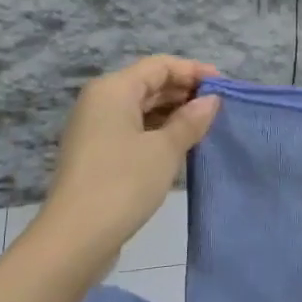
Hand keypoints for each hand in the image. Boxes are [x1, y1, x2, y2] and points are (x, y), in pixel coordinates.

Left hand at [34, 55, 221, 262]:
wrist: (76, 236)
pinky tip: (181, 146)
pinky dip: (157, 132)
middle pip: (148, 84)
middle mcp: (100, 101)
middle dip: (184, 92)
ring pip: (140, 109)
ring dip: (172, 114)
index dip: (193, 71)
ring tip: (206, 126)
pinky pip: (132, 130)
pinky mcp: (96, 154)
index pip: (159, 66)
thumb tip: (210, 101)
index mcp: (113, 89)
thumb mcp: (164, 150)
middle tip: (220, 108)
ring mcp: (95, 129)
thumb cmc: (123, 183)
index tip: (225, 86)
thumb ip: (190, 121)